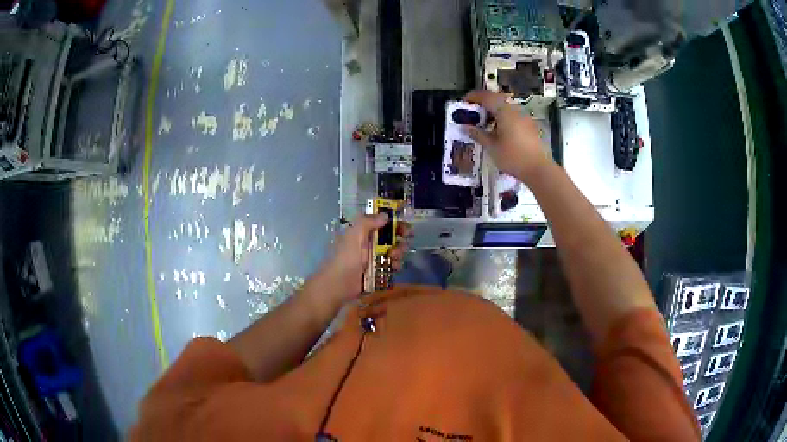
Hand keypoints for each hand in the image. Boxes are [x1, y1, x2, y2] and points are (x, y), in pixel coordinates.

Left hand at [313, 214, 411, 304]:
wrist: (338, 285)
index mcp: (361, 232)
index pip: (379, 221)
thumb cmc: (345, 258)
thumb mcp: (354, 235)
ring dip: (398, 251)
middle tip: (405, 239)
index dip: (392, 221)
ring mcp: (372, 258)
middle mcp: (368, 243)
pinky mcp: (376, 272)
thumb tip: (385, 215)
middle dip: (399, 236)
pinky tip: (395, 267)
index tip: (404, 222)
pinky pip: (390, 265)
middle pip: (389, 236)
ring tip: (395, 256)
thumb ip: (368, 222)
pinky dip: (395, 265)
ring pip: (392, 250)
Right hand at [462, 90, 554, 181]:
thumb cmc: (513, 157)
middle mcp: (515, 110)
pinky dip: (503, 119)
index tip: (464, 102)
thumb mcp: (492, 147)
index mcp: (505, 111)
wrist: (538, 169)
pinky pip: (513, 117)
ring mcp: (525, 118)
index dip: (473, 97)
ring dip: (494, 112)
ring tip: (485, 124)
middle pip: (497, 100)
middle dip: (483, 104)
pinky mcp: (530, 127)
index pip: (486, 96)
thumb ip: (478, 134)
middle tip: (473, 113)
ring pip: (506, 108)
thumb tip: (466, 127)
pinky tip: (499, 132)